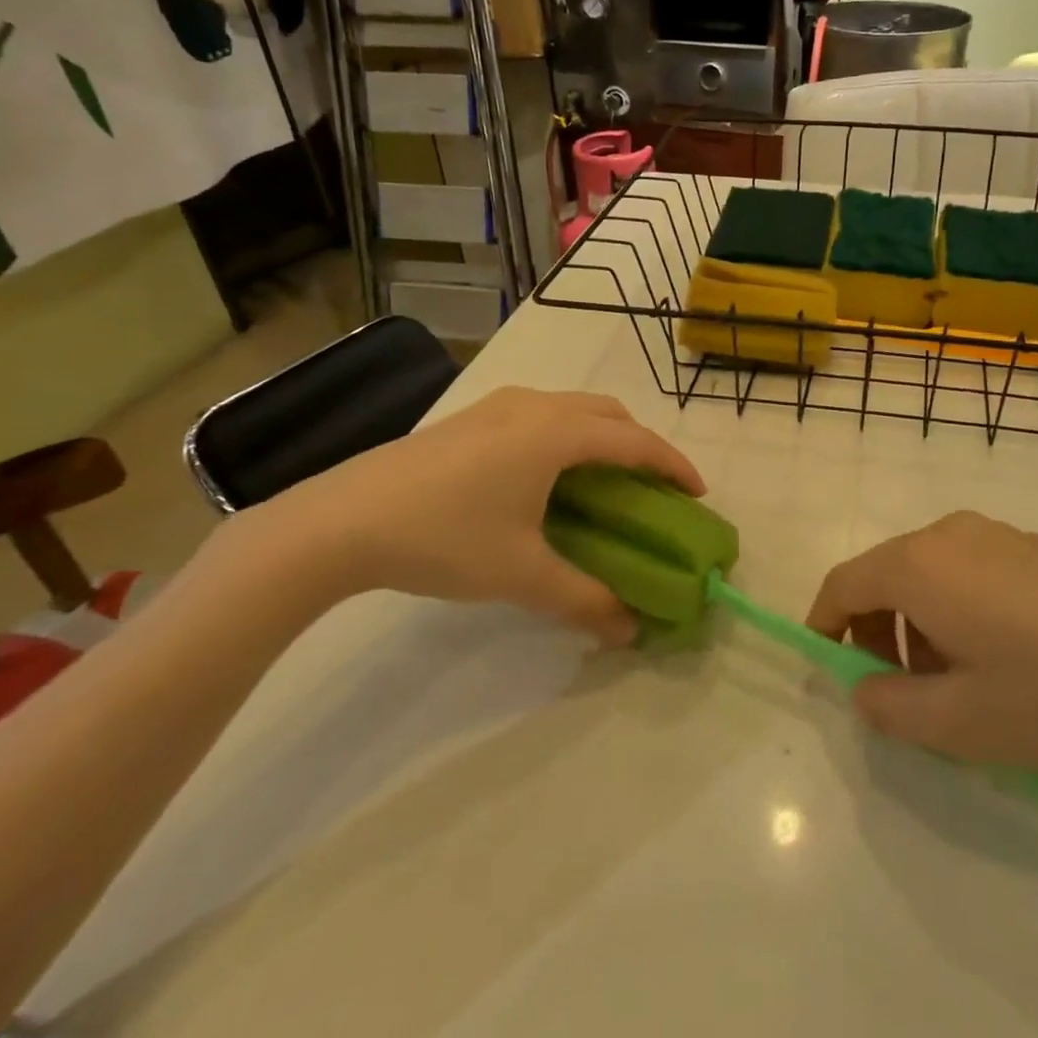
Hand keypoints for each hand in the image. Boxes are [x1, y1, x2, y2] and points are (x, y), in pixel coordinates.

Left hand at [237, 387, 702, 644]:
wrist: (341, 521)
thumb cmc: (443, 538)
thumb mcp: (521, 575)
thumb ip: (584, 601)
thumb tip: (629, 631)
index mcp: (556, 434)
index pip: (635, 440)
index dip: (672, 465)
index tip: (697, 492)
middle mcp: (534, 406)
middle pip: (608, 413)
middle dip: (640, 445)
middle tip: (653, 487)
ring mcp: (497, 406)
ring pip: (572, 408)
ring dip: (602, 436)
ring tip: (605, 480)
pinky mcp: (470, 417)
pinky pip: (540, 414)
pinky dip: (567, 435)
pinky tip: (547, 476)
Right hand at [806, 511, 1037, 772]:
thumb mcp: (961, 723)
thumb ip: (889, 708)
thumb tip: (864, 688)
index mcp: (919, 565)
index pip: (844, 584)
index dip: (825, 624)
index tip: (831, 669)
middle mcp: (948, 534)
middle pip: (885, 576)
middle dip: (878, 634)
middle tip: (906, 694)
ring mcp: (996, 533)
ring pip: (929, 574)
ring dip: (921, 626)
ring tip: (962, 685)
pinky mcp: (1033, 545)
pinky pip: (969, 570)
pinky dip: (958, 610)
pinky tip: (1007, 659)